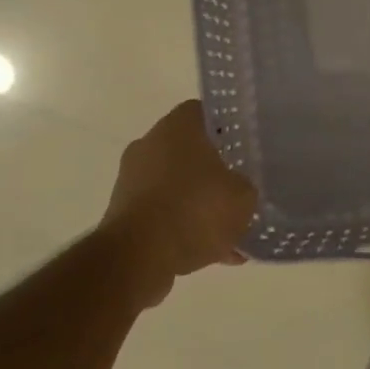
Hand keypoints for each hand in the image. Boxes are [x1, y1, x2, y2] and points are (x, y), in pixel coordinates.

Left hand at [102, 101, 256, 303]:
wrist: (138, 257)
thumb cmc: (195, 210)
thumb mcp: (243, 196)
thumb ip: (246, 186)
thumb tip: (240, 188)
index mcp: (177, 127)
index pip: (205, 112)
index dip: (227, 127)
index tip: (244, 144)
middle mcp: (149, 144)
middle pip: (189, 149)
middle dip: (213, 168)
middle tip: (239, 185)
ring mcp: (132, 179)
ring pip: (176, 184)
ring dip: (198, 202)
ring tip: (229, 230)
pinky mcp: (123, 212)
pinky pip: (163, 213)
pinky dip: (183, 226)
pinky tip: (212, 252)